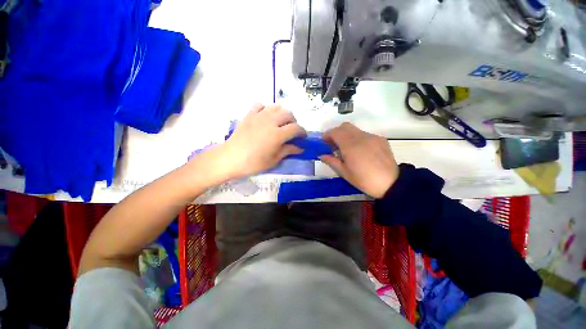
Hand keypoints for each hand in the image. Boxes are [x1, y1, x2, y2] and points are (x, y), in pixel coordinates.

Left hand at [197, 104, 305, 180]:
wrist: (230, 158)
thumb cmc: (253, 163)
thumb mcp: (273, 160)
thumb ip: (288, 151)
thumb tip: (300, 148)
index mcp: (277, 134)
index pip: (296, 128)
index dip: (302, 132)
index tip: (303, 138)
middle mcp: (270, 121)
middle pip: (288, 114)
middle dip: (294, 122)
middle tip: (292, 131)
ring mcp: (259, 116)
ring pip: (276, 107)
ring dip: (282, 114)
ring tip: (281, 123)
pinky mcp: (249, 115)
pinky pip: (260, 105)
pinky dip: (266, 109)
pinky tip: (265, 117)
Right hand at [320, 123, 398, 197]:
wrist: (391, 184)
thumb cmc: (364, 180)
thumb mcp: (345, 173)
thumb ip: (332, 161)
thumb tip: (321, 155)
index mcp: (350, 146)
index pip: (335, 132)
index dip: (327, 135)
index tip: (324, 142)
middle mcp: (361, 137)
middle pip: (345, 126)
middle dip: (336, 132)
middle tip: (334, 145)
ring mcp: (372, 137)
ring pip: (355, 129)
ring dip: (347, 135)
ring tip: (347, 149)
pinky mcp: (380, 139)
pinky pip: (365, 134)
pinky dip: (358, 139)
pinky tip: (361, 151)